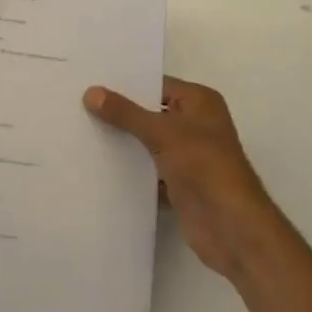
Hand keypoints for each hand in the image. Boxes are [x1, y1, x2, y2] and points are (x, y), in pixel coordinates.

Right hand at [84, 77, 284, 279]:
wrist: (232, 229)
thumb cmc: (204, 166)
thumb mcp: (163, 132)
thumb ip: (126, 113)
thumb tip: (91, 92)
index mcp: (199, 102)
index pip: (156, 85)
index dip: (125, 85)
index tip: (90, 83)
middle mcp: (195, 124)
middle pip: (150, 113)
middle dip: (119, 114)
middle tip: (78, 105)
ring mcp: (188, 156)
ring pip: (147, 143)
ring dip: (123, 143)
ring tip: (81, 133)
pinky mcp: (179, 184)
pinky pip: (148, 170)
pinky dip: (130, 171)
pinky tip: (97, 166)